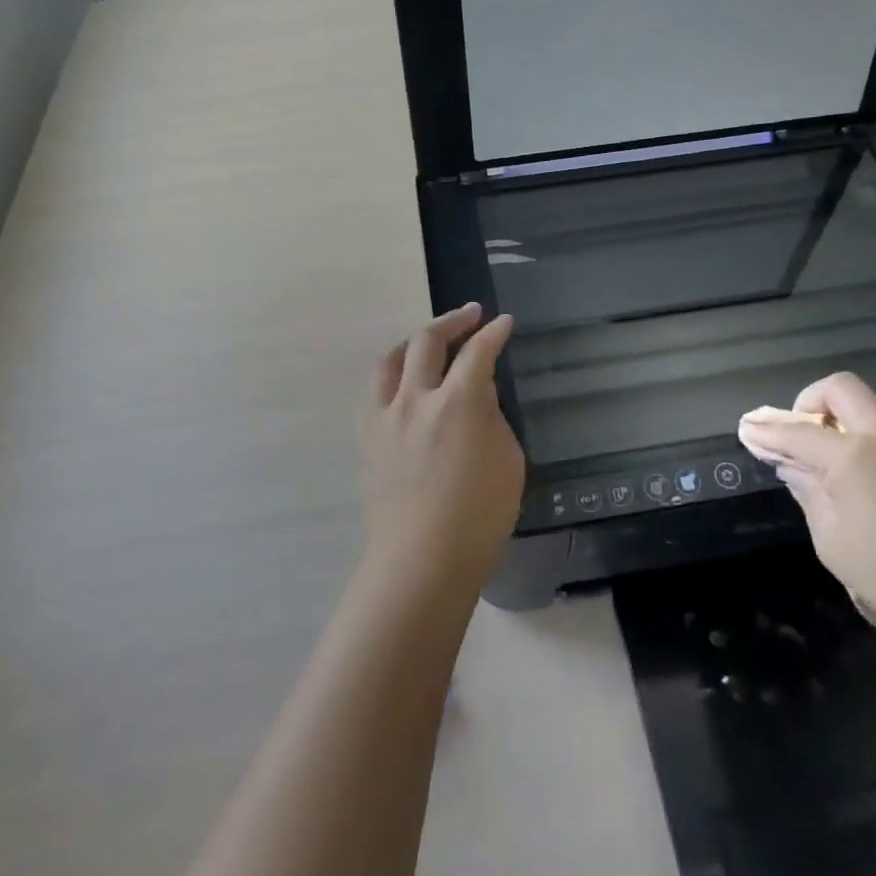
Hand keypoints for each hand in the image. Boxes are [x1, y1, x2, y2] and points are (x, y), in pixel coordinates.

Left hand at [361, 304, 524, 594]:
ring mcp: (385, 417)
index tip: (504, 323)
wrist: (422, 560)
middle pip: (427, 341)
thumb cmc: (479, 516)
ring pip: (391, 359)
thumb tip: (476, 395)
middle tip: (471, 315)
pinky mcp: (367, 437)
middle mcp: (416, 398)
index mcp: (457, 403)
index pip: (478, 352)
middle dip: (453, 321)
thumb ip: (491, 418)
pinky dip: (393, 375)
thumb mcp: (508, 461)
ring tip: (429, 340)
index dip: (494, 333)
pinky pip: (376, 391)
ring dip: (414, 342)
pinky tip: (403, 384)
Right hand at [737, 372, 875, 646]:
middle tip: (799, 434)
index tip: (747, 431)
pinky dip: (870, 436)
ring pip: (874, 405)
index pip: (797, 431)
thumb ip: (809, 493)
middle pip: (841, 390)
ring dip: (845, 417)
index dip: (767, 432)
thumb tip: (794, 467)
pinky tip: (866, 474)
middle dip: (811, 403)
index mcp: (854, 453)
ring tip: (831, 455)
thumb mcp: (833, 541)